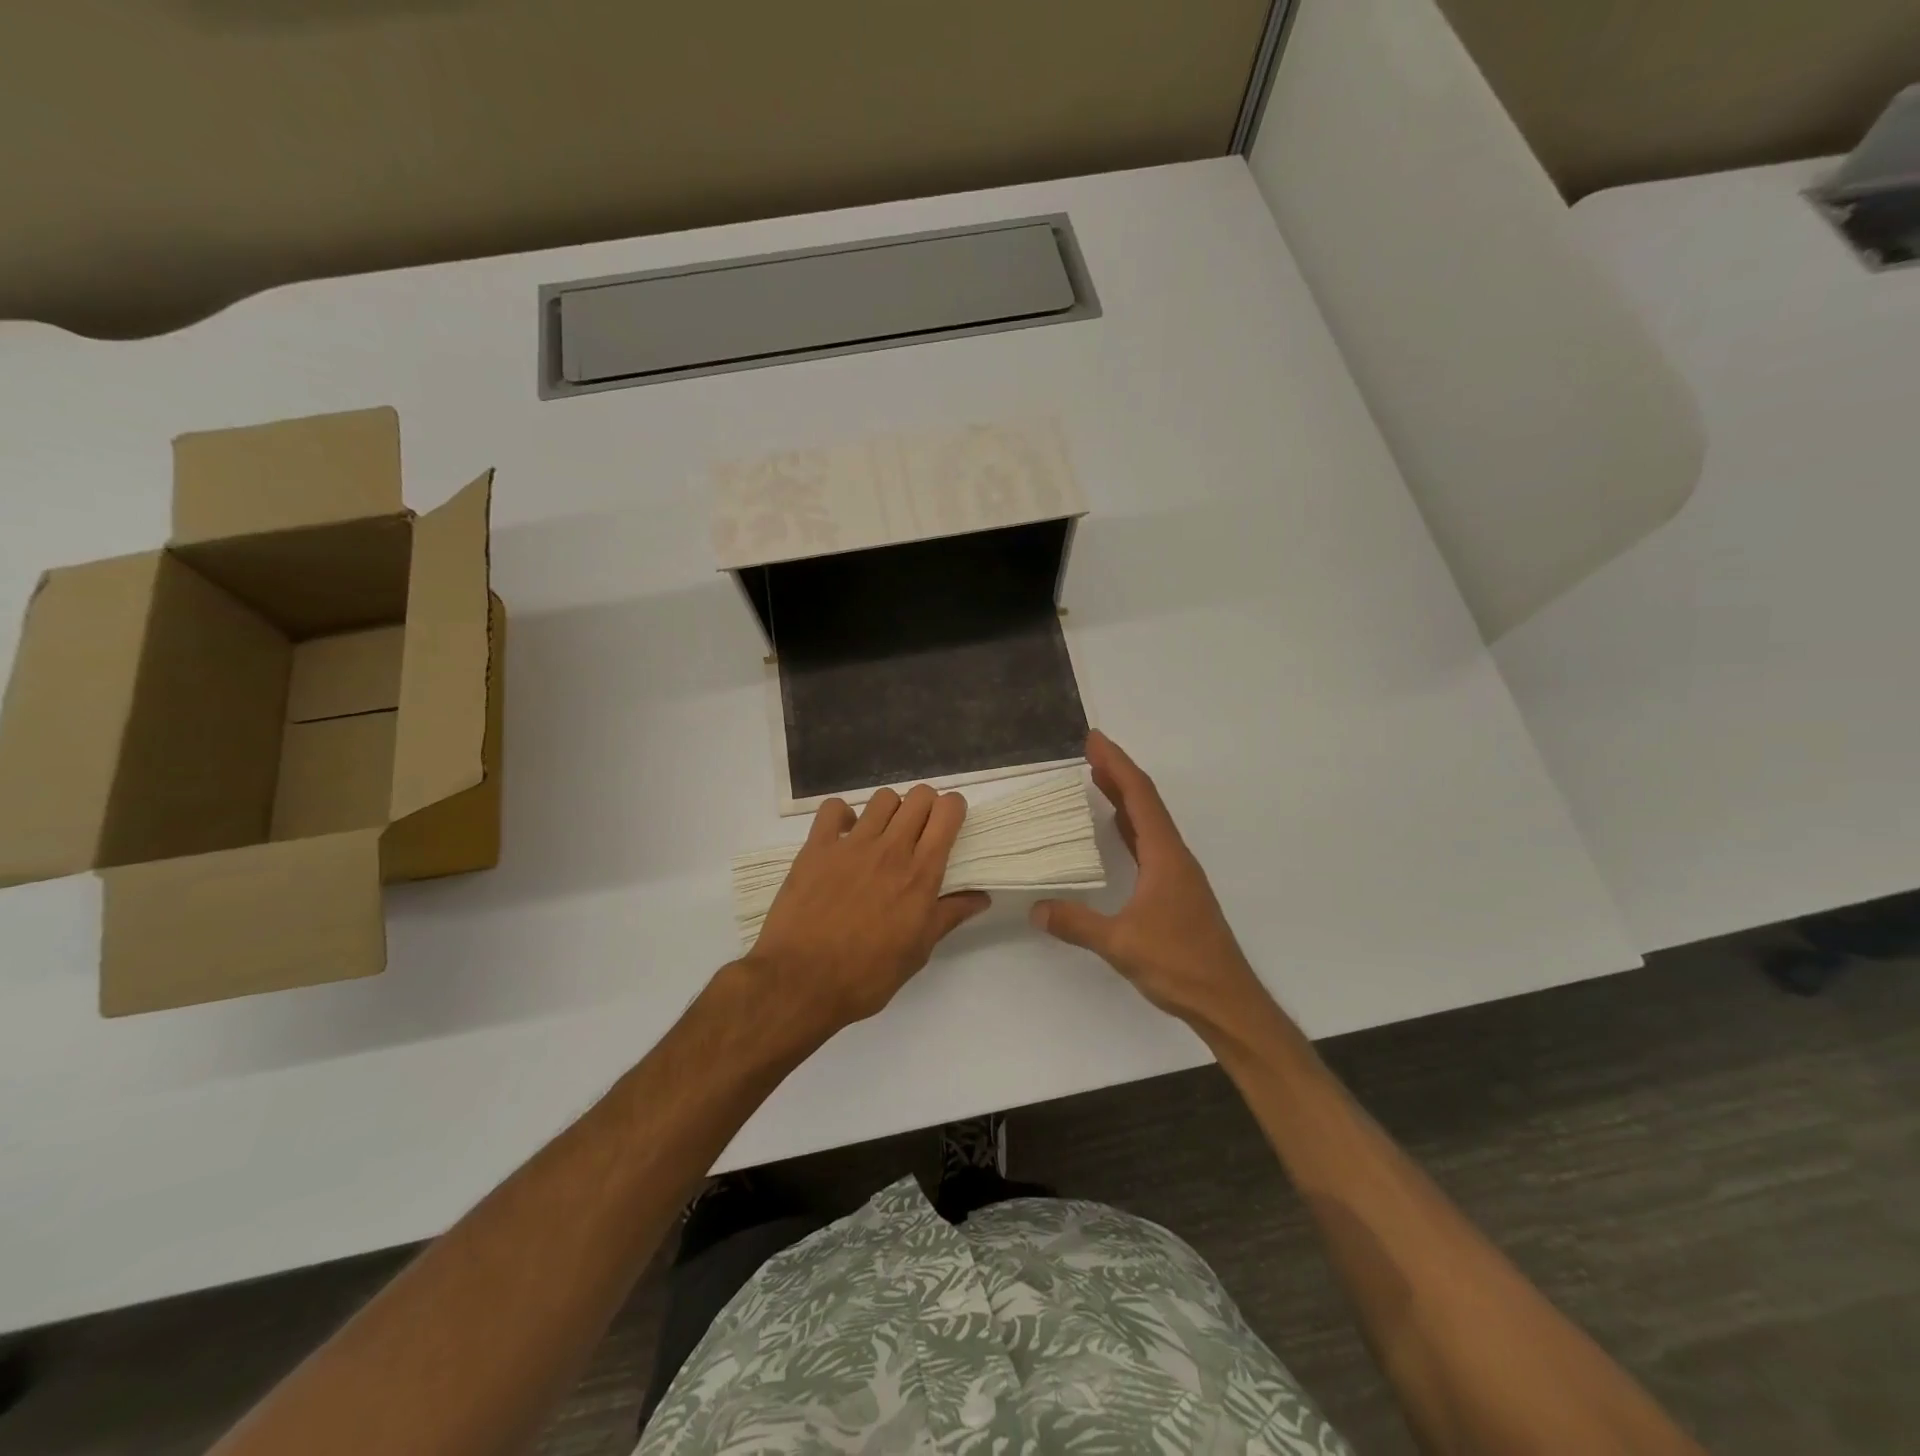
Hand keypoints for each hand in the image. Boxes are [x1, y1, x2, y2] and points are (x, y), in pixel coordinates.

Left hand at [744, 785, 989, 1034]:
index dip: (954, 809)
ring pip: (883, 798)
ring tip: (884, 833)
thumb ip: (949, 916)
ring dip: (891, 809)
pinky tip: (844, 835)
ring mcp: (851, 844)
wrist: (801, 981)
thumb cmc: (867, 975)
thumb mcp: (918, 952)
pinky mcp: (817, 847)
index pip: (947, 813)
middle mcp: (891, 849)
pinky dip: (842, 814)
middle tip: (921, 830)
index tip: (951, 822)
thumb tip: (981, 898)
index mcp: (920, 874)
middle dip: (927, 805)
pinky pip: (833, 808)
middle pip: (919, 796)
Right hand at [1031, 731, 1265, 1032]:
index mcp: (1165, 856)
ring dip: (1124, 798)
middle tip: (1090, 752)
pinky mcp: (1176, 891)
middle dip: (1118, 773)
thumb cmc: (1178, 965)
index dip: (1117, 765)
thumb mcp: (1120, 944)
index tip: (1094, 741)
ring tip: (1097, 780)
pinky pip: (1149, 844)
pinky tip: (1116, 830)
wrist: (1226, 1000)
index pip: (1139, 797)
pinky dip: (1130, 827)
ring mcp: (1178, 874)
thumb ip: (1077, 924)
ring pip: (1149, 823)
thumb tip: (1037, 910)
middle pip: (1146, 802)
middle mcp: (1174, 857)